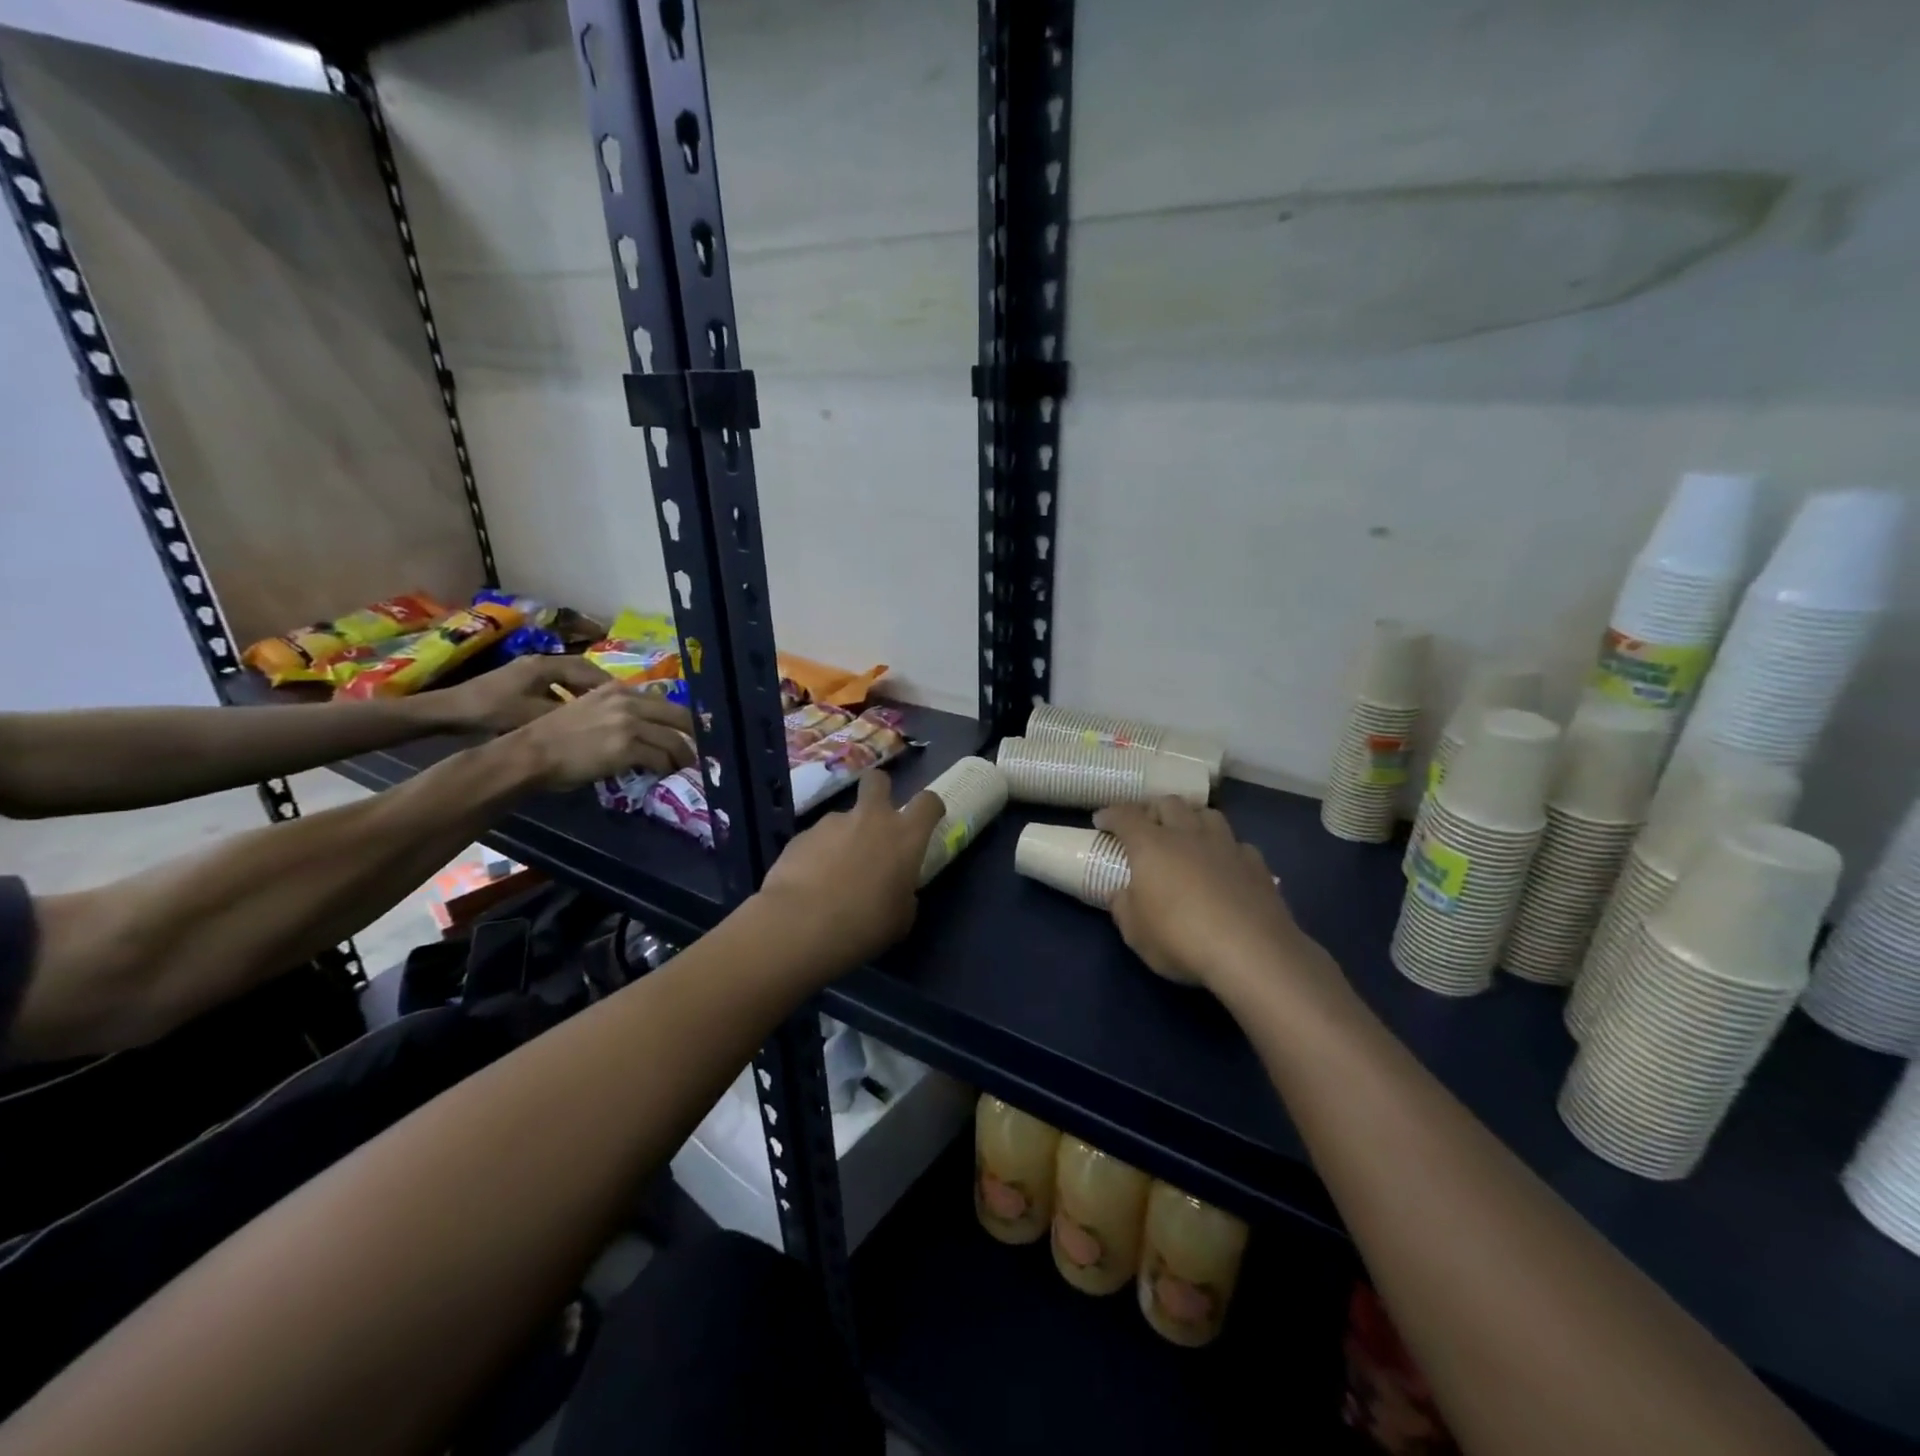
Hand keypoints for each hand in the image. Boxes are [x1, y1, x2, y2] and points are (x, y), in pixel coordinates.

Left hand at [437, 656, 613, 732]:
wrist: (447, 710)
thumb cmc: (492, 710)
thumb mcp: (534, 714)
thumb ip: (569, 714)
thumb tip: (601, 721)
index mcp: (548, 664)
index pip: (591, 670)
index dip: (611, 685)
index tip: (630, 700)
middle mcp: (541, 661)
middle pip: (583, 670)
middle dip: (603, 687)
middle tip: (622, 704)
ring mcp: (530, 670)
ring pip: (569, 677)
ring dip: (586, 691)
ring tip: (603, 709)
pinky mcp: (521, 681)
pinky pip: (557, 684)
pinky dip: (571, 695)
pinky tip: (575, 711)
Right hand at [506, 681, 695, 791]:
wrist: (531, 753)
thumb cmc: (553, 736)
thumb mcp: (587, 709)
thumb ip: (616, 711)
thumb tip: (643, 726)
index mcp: (617, 689)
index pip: (661, 701)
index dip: (678, 717)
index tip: (688, 731)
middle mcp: (627, 701)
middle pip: (678, 715)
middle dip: (693, 734)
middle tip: (700, 749)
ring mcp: (629, 723)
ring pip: (673, 740)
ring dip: (683, 756)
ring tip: (686, 766)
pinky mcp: (628, 747)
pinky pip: (660, 758)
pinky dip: (666, 768)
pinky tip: (665, 774)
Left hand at [755, 771, 946, 975]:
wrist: (800, 925)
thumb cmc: (864, 925)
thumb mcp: (901, 918)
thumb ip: (904, 894)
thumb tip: (897, 889)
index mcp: (905, 837)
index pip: (928, 802)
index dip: (930, 807)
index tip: (928, 820)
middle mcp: (871, 819)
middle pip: (878, 781)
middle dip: (879, 790)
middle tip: (876, 819)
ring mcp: (832, 823)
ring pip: (843, 817)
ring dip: (844, 836)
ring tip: (833, 872)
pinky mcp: (801, 835)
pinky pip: (817, 839)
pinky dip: (818, 854)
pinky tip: (810, 882)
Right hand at [1094, 798, 1334, 994]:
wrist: (1252, 952)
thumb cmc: (1180, 939)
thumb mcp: (1135, 932)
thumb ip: (1123, 907)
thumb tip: (1122, 894)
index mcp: (1151, 845)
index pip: (1125, 816)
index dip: (1111, 815)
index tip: (1101, 821)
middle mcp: (1187, 835)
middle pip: (1169, 803)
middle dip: (1153, 809)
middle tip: (1146, 825)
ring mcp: (1226, 846)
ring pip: (1207, 814)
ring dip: (1192, 819)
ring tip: (1187, 835)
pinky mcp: (1256, 864)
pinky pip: (1236, 843)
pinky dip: (1224, 848)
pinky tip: (1224, 864)